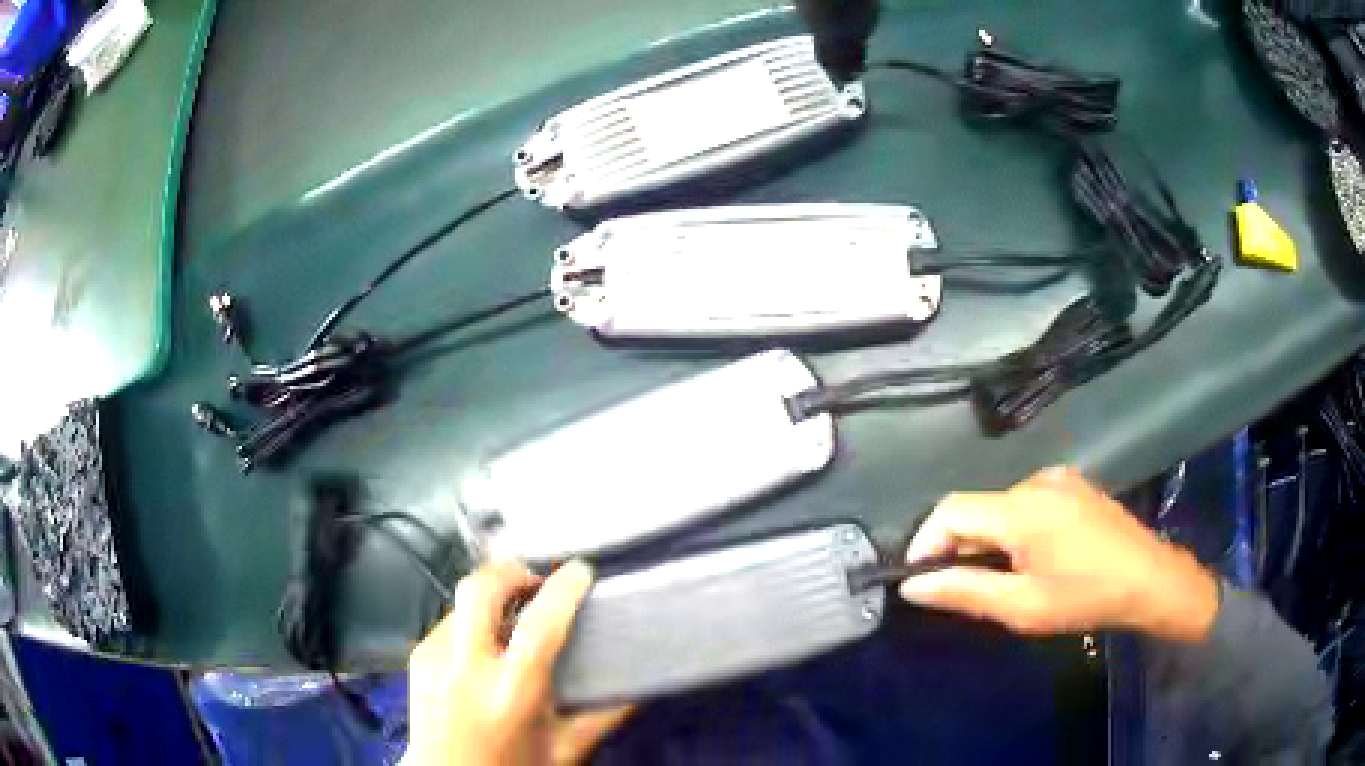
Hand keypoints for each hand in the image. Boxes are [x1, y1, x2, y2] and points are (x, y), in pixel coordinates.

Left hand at [406, 560, 633, 765]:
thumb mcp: (565, 749)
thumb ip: (604, 716)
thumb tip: (638, 687)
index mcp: (511, 692)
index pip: (541, 623)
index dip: (563, 588)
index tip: (580, 569)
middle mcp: (465, 668)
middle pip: (480, 589)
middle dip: (511, 572)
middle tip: (535, 581)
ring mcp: (434, 659)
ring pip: (462, 602)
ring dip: (491, 600)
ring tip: (513, 619)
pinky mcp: (417, 659)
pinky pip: (447, 623)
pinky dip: (471, 623)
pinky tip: (485, 647)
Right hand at [899, 467, 1218, 642]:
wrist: (1148, 579)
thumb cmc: (1085, 598)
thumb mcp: (1021, 606)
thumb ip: (963, 591)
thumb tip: (912, 586)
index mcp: (1021, 508)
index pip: (951, 510)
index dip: (925, 541)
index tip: (918, 578)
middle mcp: (1035, 480)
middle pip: (976, 507)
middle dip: (956, 545)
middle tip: (958, 587)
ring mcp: (1057, 478)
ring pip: (999, 505)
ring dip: (985, 538)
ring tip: (996, 576)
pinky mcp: (1072, 484)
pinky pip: (1024, 501)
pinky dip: (1011, 528)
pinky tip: (1027, 557)